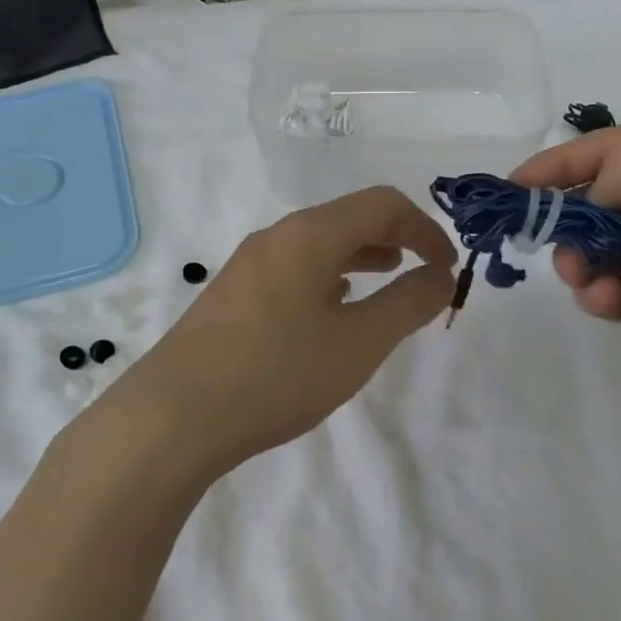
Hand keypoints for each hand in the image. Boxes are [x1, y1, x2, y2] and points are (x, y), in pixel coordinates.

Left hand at [112, 186, 455, 473]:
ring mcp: (247, 265)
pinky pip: (293, 269)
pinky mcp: (230, 295)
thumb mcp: (359, 344)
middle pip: (348, 218)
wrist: (173, 416)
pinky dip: (328, 277)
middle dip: (394, 238)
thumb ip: (409, 304)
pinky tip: (331, 311)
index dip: (425, 228)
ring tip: (386, 283)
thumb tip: (441, 275)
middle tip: (423, 272)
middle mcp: (277, 237)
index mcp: (310, 234)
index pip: (382, 204)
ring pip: (318, 244)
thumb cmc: (277, 374)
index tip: (448, 268)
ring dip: (360, 257)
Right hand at [512, 125, 620, 426]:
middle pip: (602, 201)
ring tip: (584, 273)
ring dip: (580, 257)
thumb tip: (596, 200)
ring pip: (605, 250)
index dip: (559, 163)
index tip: (512, 187)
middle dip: (566, 215)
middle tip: (546, 236)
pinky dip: (600, 295)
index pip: (612, 150)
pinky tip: (603, 297)